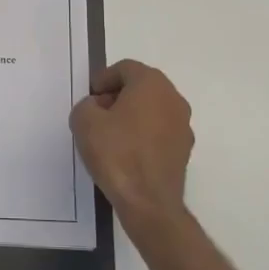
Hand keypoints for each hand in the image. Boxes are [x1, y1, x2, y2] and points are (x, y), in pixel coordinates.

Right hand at [70, 59, 195, 247]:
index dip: (104, 79)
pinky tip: (126, 153)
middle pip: (142, 86)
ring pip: (153, 109)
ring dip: (132, 115)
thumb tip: (97, 108)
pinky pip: (160, 131)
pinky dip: (144, 134)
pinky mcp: (184, 149)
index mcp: (152, 84)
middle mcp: (174, 99)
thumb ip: (86, 105)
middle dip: (118, 96)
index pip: (126, 68)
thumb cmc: (116, 153)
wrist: (148, 201)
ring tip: (110, 135)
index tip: (90, 98)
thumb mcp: (84, 122)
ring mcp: (183, 125)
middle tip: (98, 113)